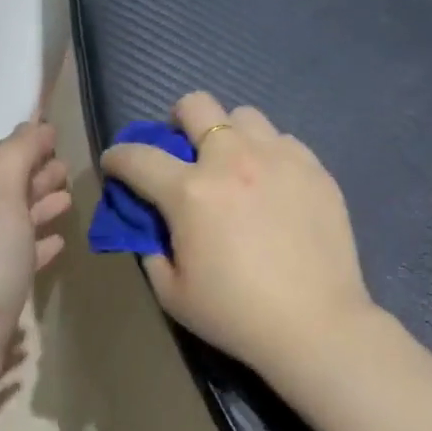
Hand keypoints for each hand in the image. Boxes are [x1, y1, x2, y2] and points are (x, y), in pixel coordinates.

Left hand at [0, 120, 70, 410]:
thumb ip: (16, 155)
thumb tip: (34, 123)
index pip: (9, 164)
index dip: (32, 150)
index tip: (58, 139)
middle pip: (12, 194)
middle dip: (38, 179)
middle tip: (68, 170)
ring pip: (19, 228)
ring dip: (41, 212)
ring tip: (68, 203)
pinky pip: (24, 262)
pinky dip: (40, 249)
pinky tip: (58, 248)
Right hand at [100, 91, 375, 380]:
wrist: (316, 325)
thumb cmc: (236, 314)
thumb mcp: (172, 292)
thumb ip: (152, 248)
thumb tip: (152, 223)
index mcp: (190, 191)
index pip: (138, 156)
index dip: (117, 157)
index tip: (115, 164)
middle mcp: (232, 160)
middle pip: (196, 105)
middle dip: (177, 121)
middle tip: (182, 149)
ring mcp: (278, 158)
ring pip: (244, 116)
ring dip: (228, 134)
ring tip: (235, 165)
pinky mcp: (314, 168)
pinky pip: (283, 141)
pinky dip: (268, 154)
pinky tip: (273, 184)